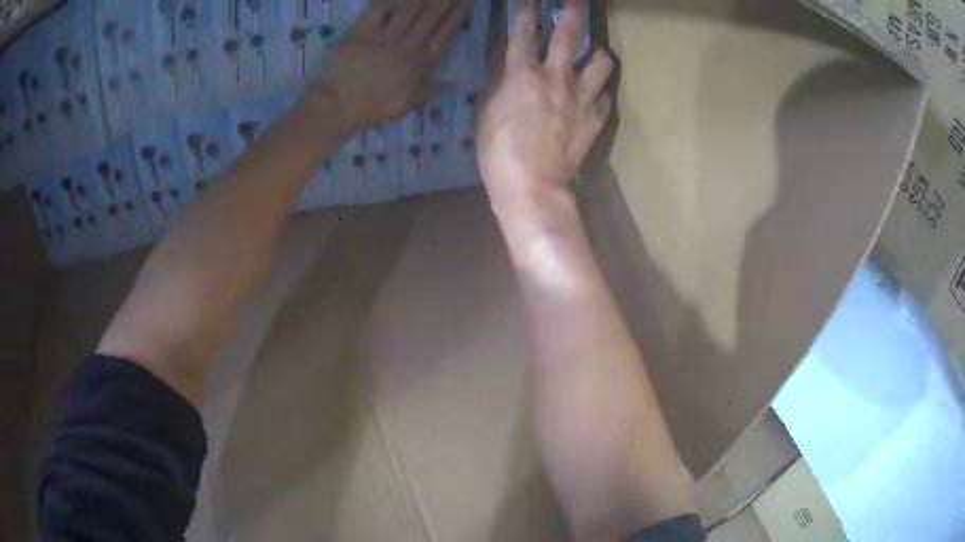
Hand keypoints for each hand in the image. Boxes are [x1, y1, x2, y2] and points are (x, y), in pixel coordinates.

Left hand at [307, 0, 468, 130]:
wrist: (338, 108)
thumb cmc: (373, 108)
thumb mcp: (408, 105)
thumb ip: (431, 90)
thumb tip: (453, 82)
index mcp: (421, 62)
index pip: (447, 31)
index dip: (459, 13)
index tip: (467, 1)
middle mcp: (407, 45)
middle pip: (432, 14)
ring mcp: (384, 36)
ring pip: (410, 7)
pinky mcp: (361, 31)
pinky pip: (379, 8)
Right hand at [477, 0, 613, 229]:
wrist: (533, 188)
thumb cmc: (498, 153)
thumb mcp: (487, 112)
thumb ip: (500, 81)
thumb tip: (510, 61)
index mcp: (522, 75)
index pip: (523, 32)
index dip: (526, 10)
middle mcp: (556, 78)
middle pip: (569, 34)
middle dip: (574, 10)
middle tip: (577, 0)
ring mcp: (581, 97)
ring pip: (601, 61)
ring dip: (598, 52)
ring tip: (595, 53)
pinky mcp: (596, 118)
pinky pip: (605, 96)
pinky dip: (600, 91)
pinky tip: (595, 94)